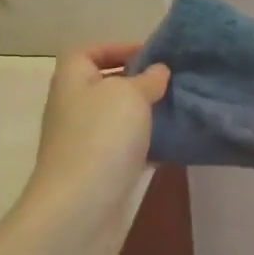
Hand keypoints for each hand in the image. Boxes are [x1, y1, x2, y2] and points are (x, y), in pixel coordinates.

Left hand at [21, 44, 168, 228]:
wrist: (81, 206)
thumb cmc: (102, 137)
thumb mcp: (130, 95)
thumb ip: (148, 79)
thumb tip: (158, 71)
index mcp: (73, 81)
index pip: (86, 52)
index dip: (116, 48)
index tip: (151, 56)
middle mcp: (74, 108)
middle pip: (106, 85)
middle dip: (138, 82)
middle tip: (173, 82)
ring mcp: (86, 142)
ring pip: (120, 119)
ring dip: (147, 114)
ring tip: (180, 109)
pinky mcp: (101, 170)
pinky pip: (128, 148)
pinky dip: (149, 144)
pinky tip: (176, 142)